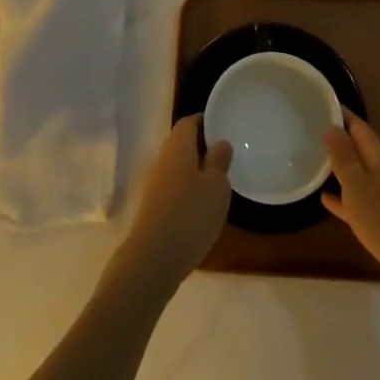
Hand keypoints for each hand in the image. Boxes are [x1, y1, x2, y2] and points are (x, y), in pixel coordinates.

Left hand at [113, 116, 231, 294]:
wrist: (153, 259)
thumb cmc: (190, 214)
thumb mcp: (216, 186)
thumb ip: (219, 161)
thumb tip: (220, 142)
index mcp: (178, 147)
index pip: (189, 122)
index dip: (205, 121)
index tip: (223, 126)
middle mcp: (163, 160)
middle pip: (182, 144)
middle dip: (202, 147)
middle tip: (225, 155)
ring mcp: (155, 186)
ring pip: (178, 168)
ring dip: (195, 171)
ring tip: (219, 182)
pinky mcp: (154, 209)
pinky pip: (174, 190)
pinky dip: (188, 192)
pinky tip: (202, 208)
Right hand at [322, 112, 379, 297]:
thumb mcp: (358, 186)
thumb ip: (344, 157)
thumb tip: (332, 126)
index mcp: (379, 156)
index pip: (357, 126)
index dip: (340, 113)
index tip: (318, 102)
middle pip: (359, 148)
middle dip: (337, 138)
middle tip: (308, 130)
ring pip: (358, 174)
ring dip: (339, 167)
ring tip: (312, 160)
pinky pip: (360, 202)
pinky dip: (344, 198)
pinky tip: (326, 200)